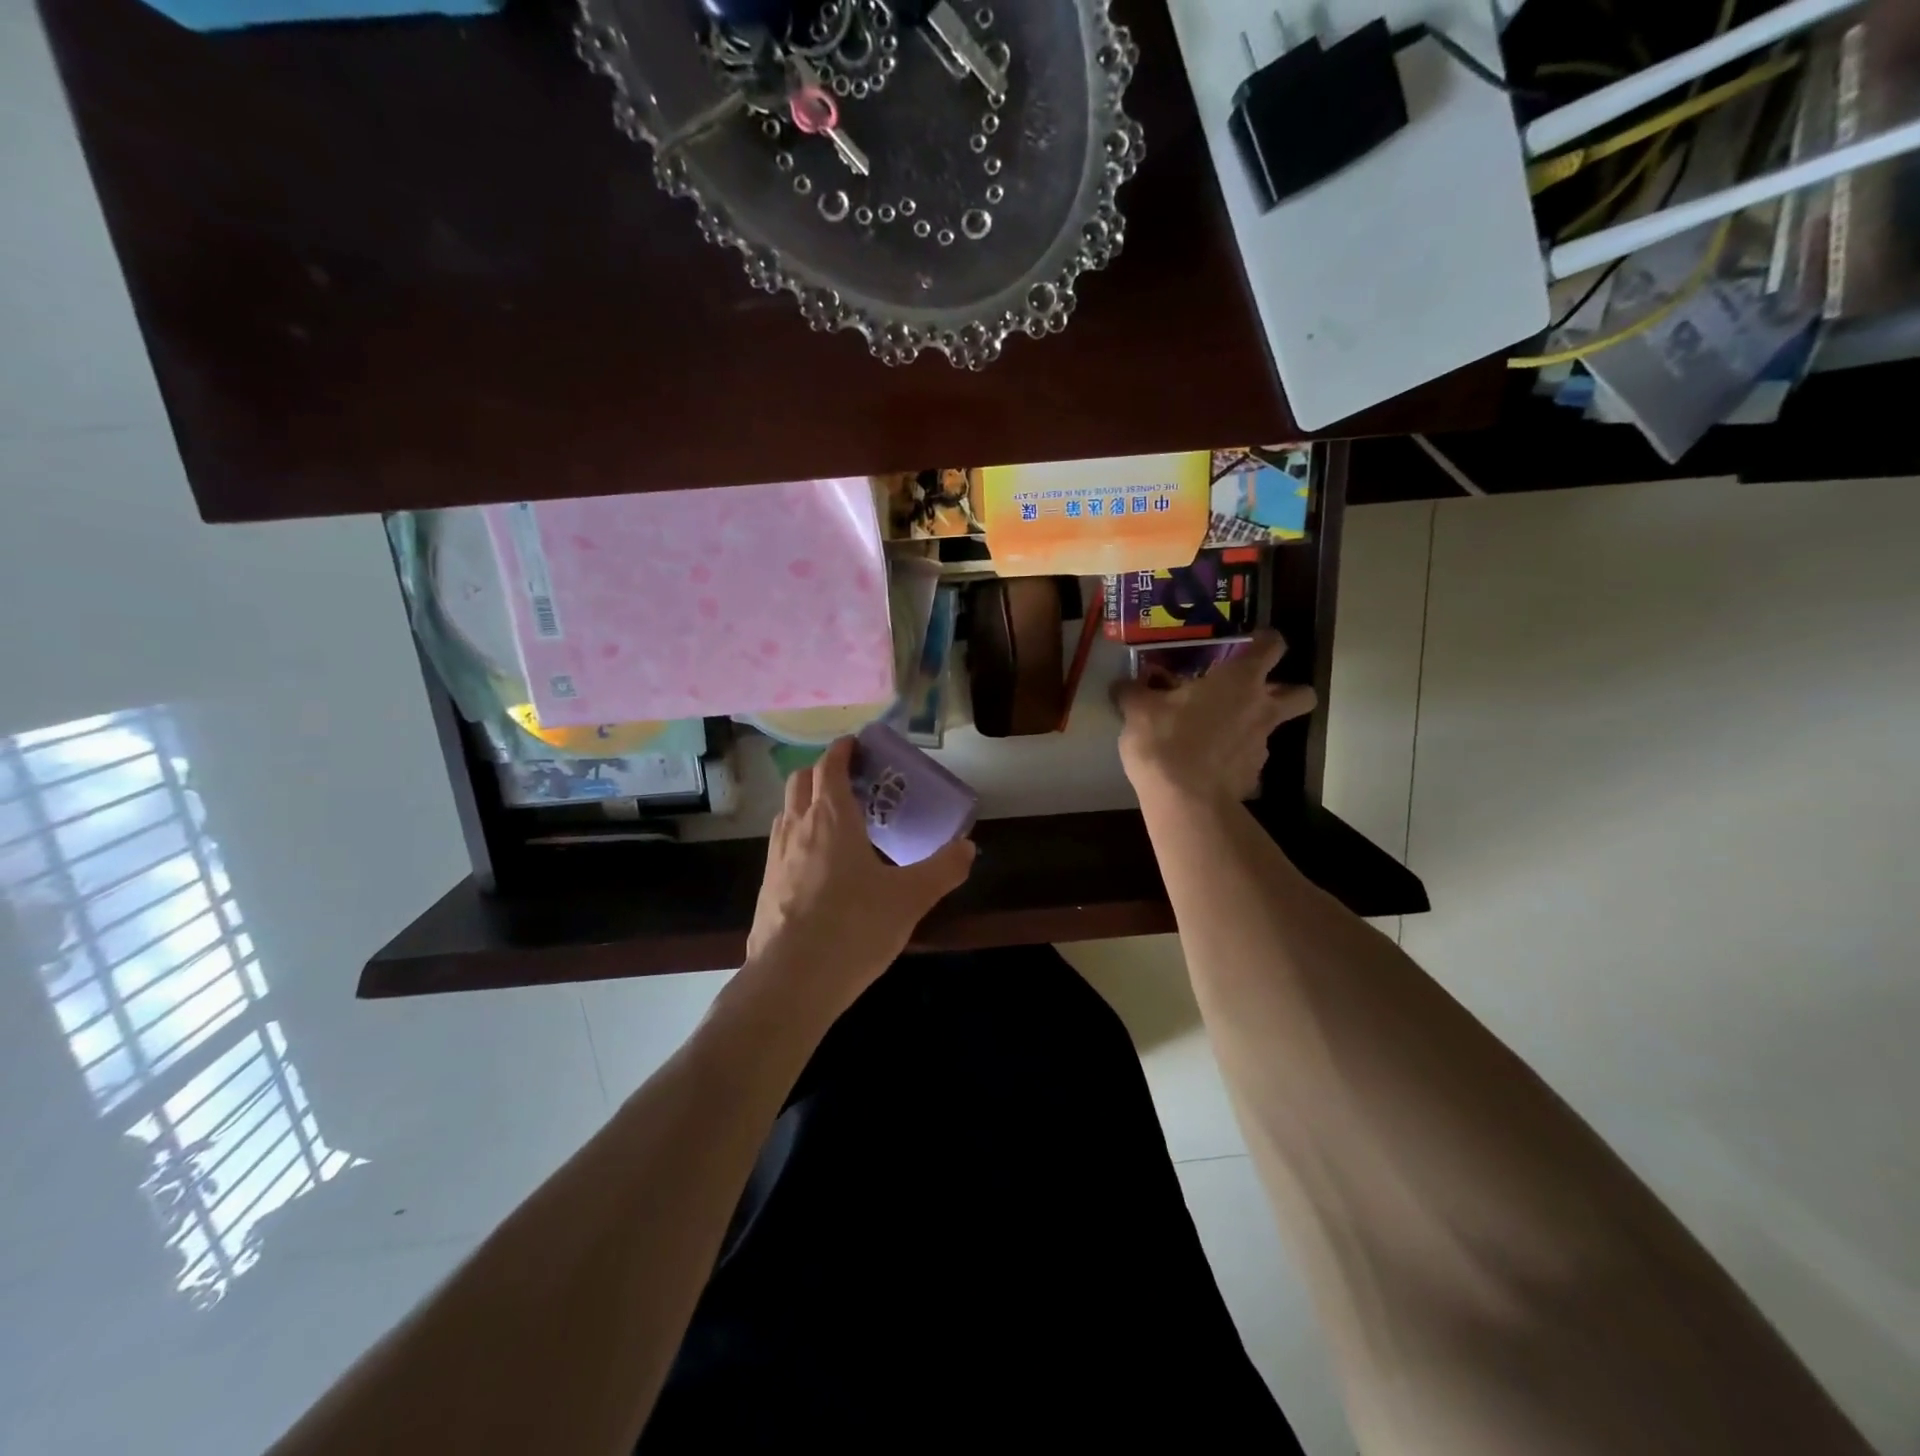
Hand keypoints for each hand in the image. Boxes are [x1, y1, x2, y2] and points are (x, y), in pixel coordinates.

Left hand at [745, 737, 976, 999]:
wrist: (791, 981)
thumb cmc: (854, 927)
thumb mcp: (910, 899)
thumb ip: (942, 870)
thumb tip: (968, 848)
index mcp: (832, 818)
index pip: (830, 766)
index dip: (842, 750)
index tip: (857, 745)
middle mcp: (798, 828)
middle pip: (801, 781)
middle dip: (822, 771)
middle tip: (852, 782)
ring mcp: (775, 857)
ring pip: (787, 812)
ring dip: (807, 803)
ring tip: (836, 821)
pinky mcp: (766, 886)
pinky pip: (781, 844)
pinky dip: (798, 836)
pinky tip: (819, 866)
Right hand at [1114, 629, 1316, 807]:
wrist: (1186, 802)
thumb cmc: (1167, 741)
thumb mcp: (1138, 710)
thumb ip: (1133, 692)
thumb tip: (1122, 685)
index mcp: (1240, 680)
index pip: (1273, 646)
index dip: (1266, 641)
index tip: (1250, 643)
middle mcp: (1261, 708)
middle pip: (1302, 694)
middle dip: (1288, 690)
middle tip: (1257, 693)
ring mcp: (1261, 745)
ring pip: (1274, 729)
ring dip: (1253, 726)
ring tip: (1217, 733)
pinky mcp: (1253, 776)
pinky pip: (1249, 759)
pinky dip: (1234, 758)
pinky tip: (1207, 764)